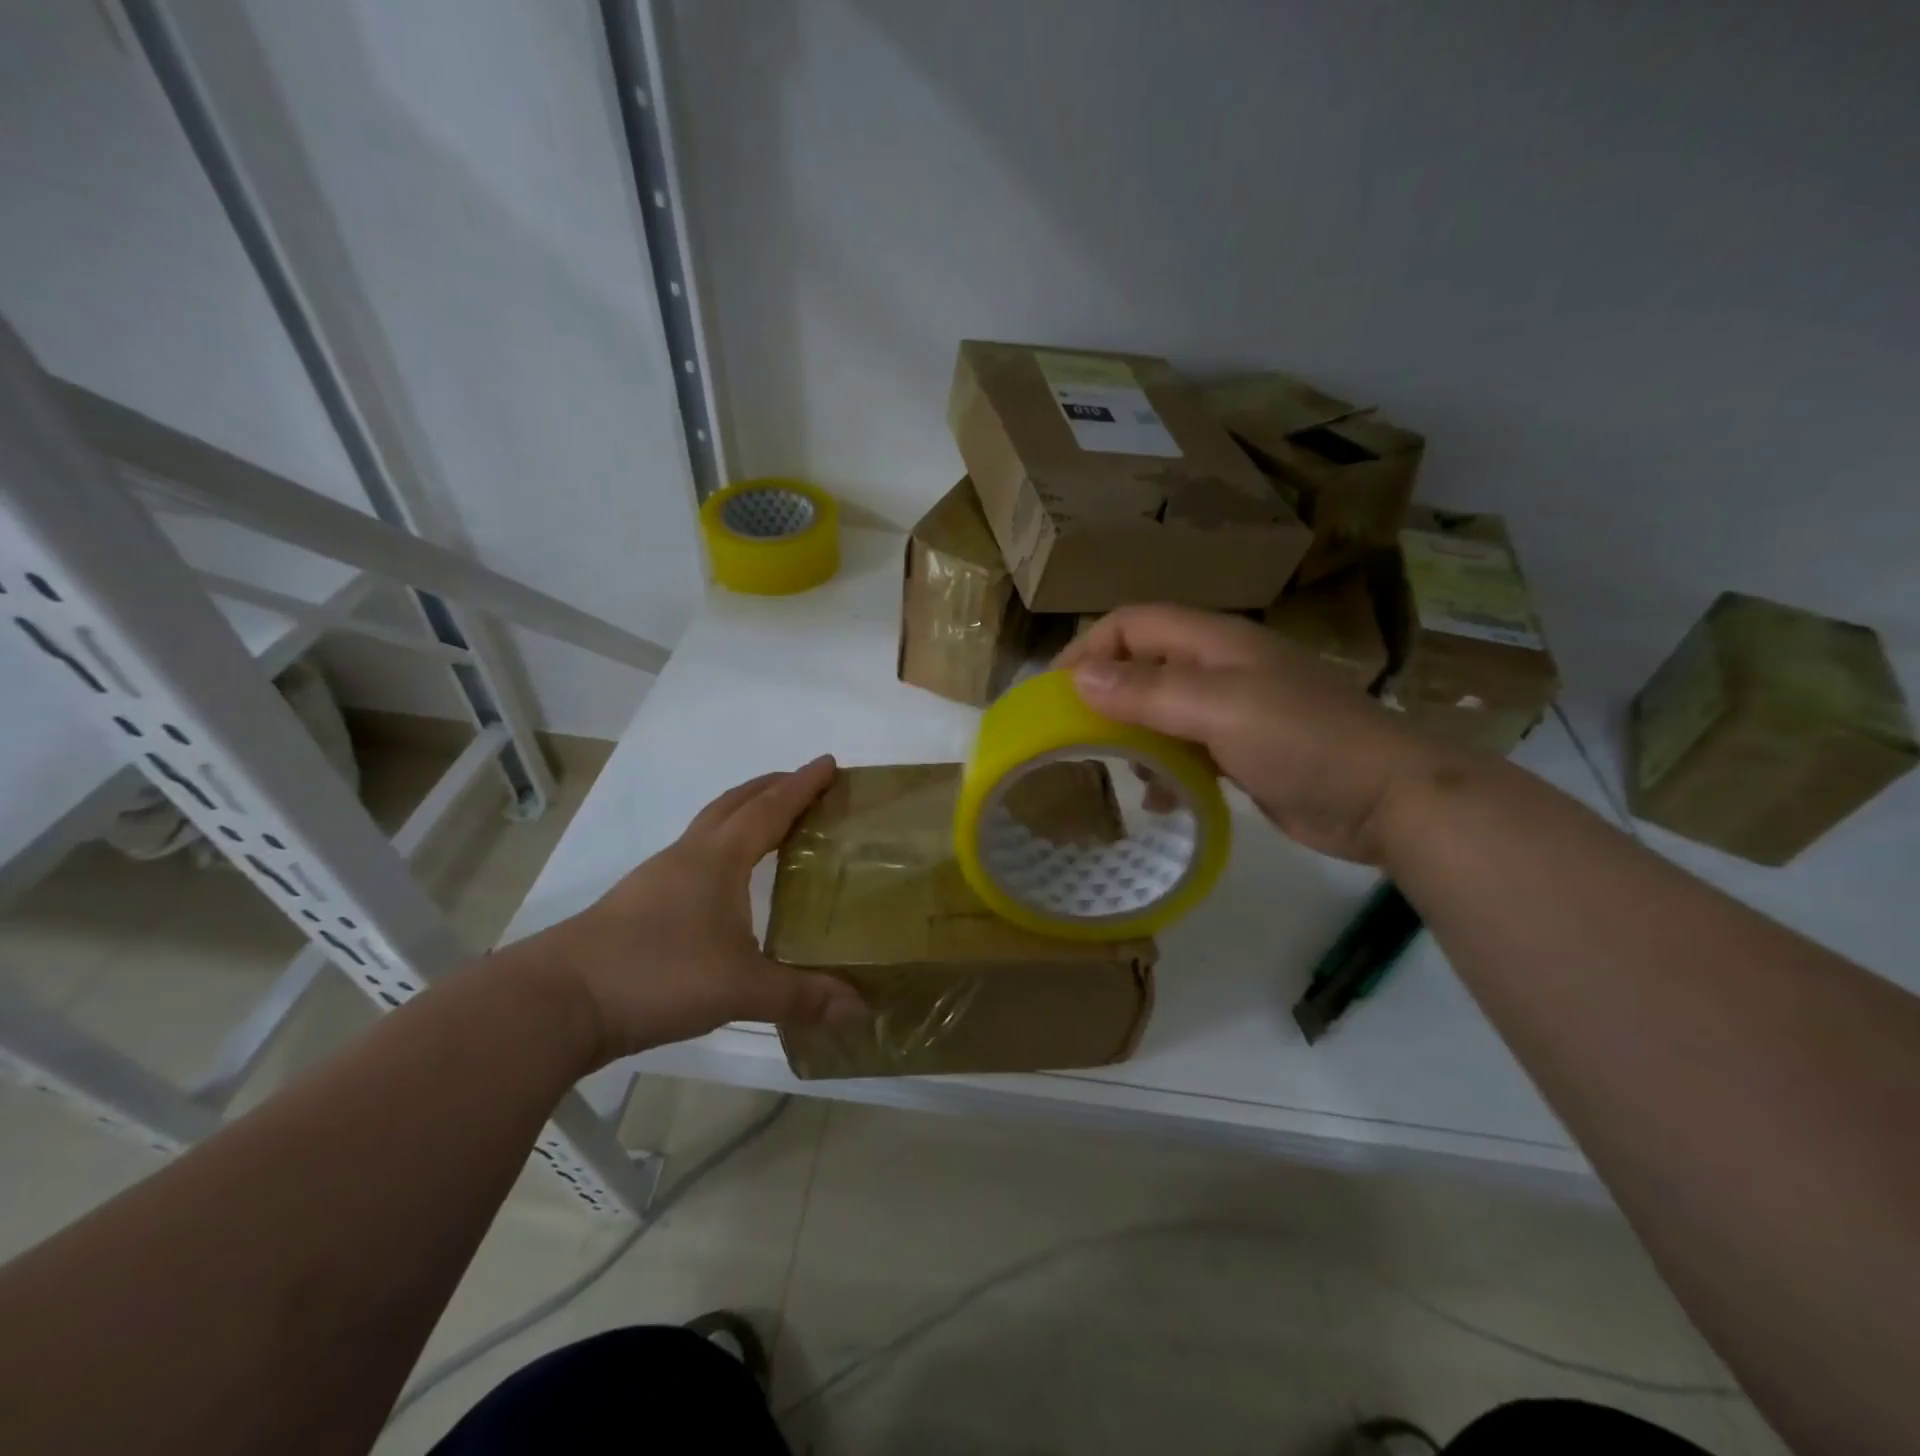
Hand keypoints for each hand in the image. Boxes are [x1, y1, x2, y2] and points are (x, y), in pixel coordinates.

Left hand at [536, 756, 866, 1060]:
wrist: (558, 1000)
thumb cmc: (657, 976)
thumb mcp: (739, 988)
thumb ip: (801, 996)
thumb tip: (861, 1008)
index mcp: (718, 859)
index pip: (769, 809)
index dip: (802, 785)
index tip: (829, 763)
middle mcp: (689, 856)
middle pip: (735, 804)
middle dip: (772, 787)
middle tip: (805, 784)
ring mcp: (659, 877)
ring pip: (710, 827)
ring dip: (743, 813)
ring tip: (772, 825)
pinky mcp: (640, 902)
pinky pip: (695, 855)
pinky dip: (722, 847)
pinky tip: (728, 881)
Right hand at [1056, 605, 1444, 863]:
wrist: (1388, 799)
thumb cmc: (1304, 741)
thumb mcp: (1220, 709)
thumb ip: (1148, 692)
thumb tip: (1077, 679)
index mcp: (1214, 643)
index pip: (1132, 624)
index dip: (1089, 649)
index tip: (1055, 694)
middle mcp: (1219, 668)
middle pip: (1142, 665)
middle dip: (1103, 695)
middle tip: (1071, 735)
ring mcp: (1233, 710)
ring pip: (1160, 709)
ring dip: (1132, 735)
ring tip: (1118, 771)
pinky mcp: (1243, 750)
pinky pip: (1185, 748)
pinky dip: (1164, 767)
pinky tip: (1161, 799)